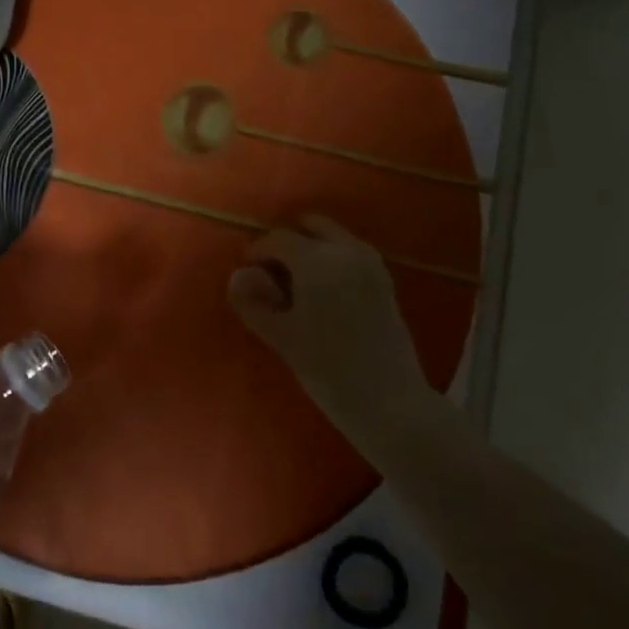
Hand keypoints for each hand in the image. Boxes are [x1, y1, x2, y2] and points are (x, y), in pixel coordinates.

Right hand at [228, 215, 435, 456]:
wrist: (389, 402)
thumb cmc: (327, 369)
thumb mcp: (280, 336)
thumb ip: (252, 301)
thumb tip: (238, 275)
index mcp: (317, 259)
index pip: (277, 239)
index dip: (257, 251)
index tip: (248, 274)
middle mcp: (347, 250)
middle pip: (310, 225)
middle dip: (289, 241)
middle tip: (273, 273)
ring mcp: (371, 263)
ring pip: (333, 237)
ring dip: (312, 248)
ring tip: (298, 285)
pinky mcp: (385, 281)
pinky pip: (351, 253)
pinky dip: (333, 258)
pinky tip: (324, 293)